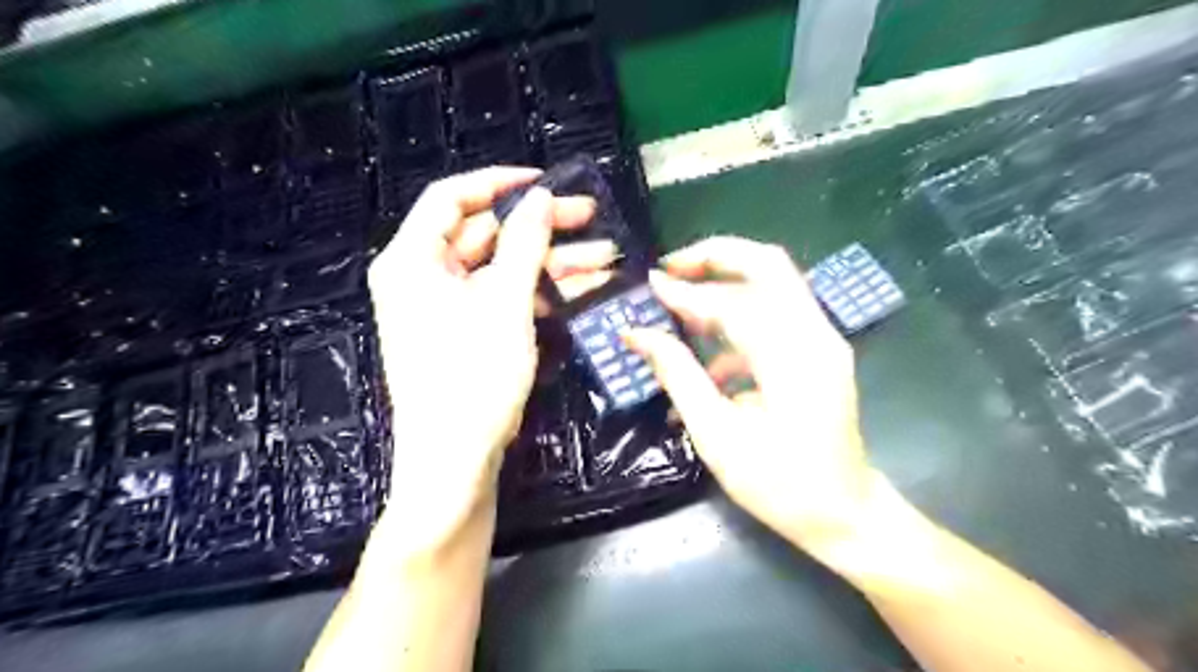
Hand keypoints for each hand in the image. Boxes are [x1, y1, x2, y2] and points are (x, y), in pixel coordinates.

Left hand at [365, 169, 610, 556]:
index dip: (499, 183)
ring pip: (505, 268)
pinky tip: (584, 288)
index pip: (452, 199)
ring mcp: (448, 307)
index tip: (545, 181)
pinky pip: (506, 297)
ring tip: (605, 257)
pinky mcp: (469, 331)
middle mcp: (424, 277)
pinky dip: (541, 293)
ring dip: (552, 262)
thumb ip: (524, 245)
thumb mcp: (504, 304)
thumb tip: (540, 197)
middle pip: (486, 234)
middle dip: (541, 228)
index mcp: (413, 260)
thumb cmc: (472, 378)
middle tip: (591, 217)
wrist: (456, 461)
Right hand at [627, 235, 886, 562]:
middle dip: (717, 256)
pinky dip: (742, 321)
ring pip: (774, 284)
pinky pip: (777, 317)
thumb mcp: (716, 434)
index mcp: (790, 355)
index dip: (686, 290)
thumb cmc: (779, 483)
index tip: (649, 283)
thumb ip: (677, 374)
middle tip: (674, 266)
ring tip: (682, 308)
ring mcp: (822, 340)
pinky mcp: (819, 352)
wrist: (846, 515)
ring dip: (727, 286)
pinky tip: (712, 361)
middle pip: (768, 264)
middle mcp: (814, 334)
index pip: (732, 300)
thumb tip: (637, 334)